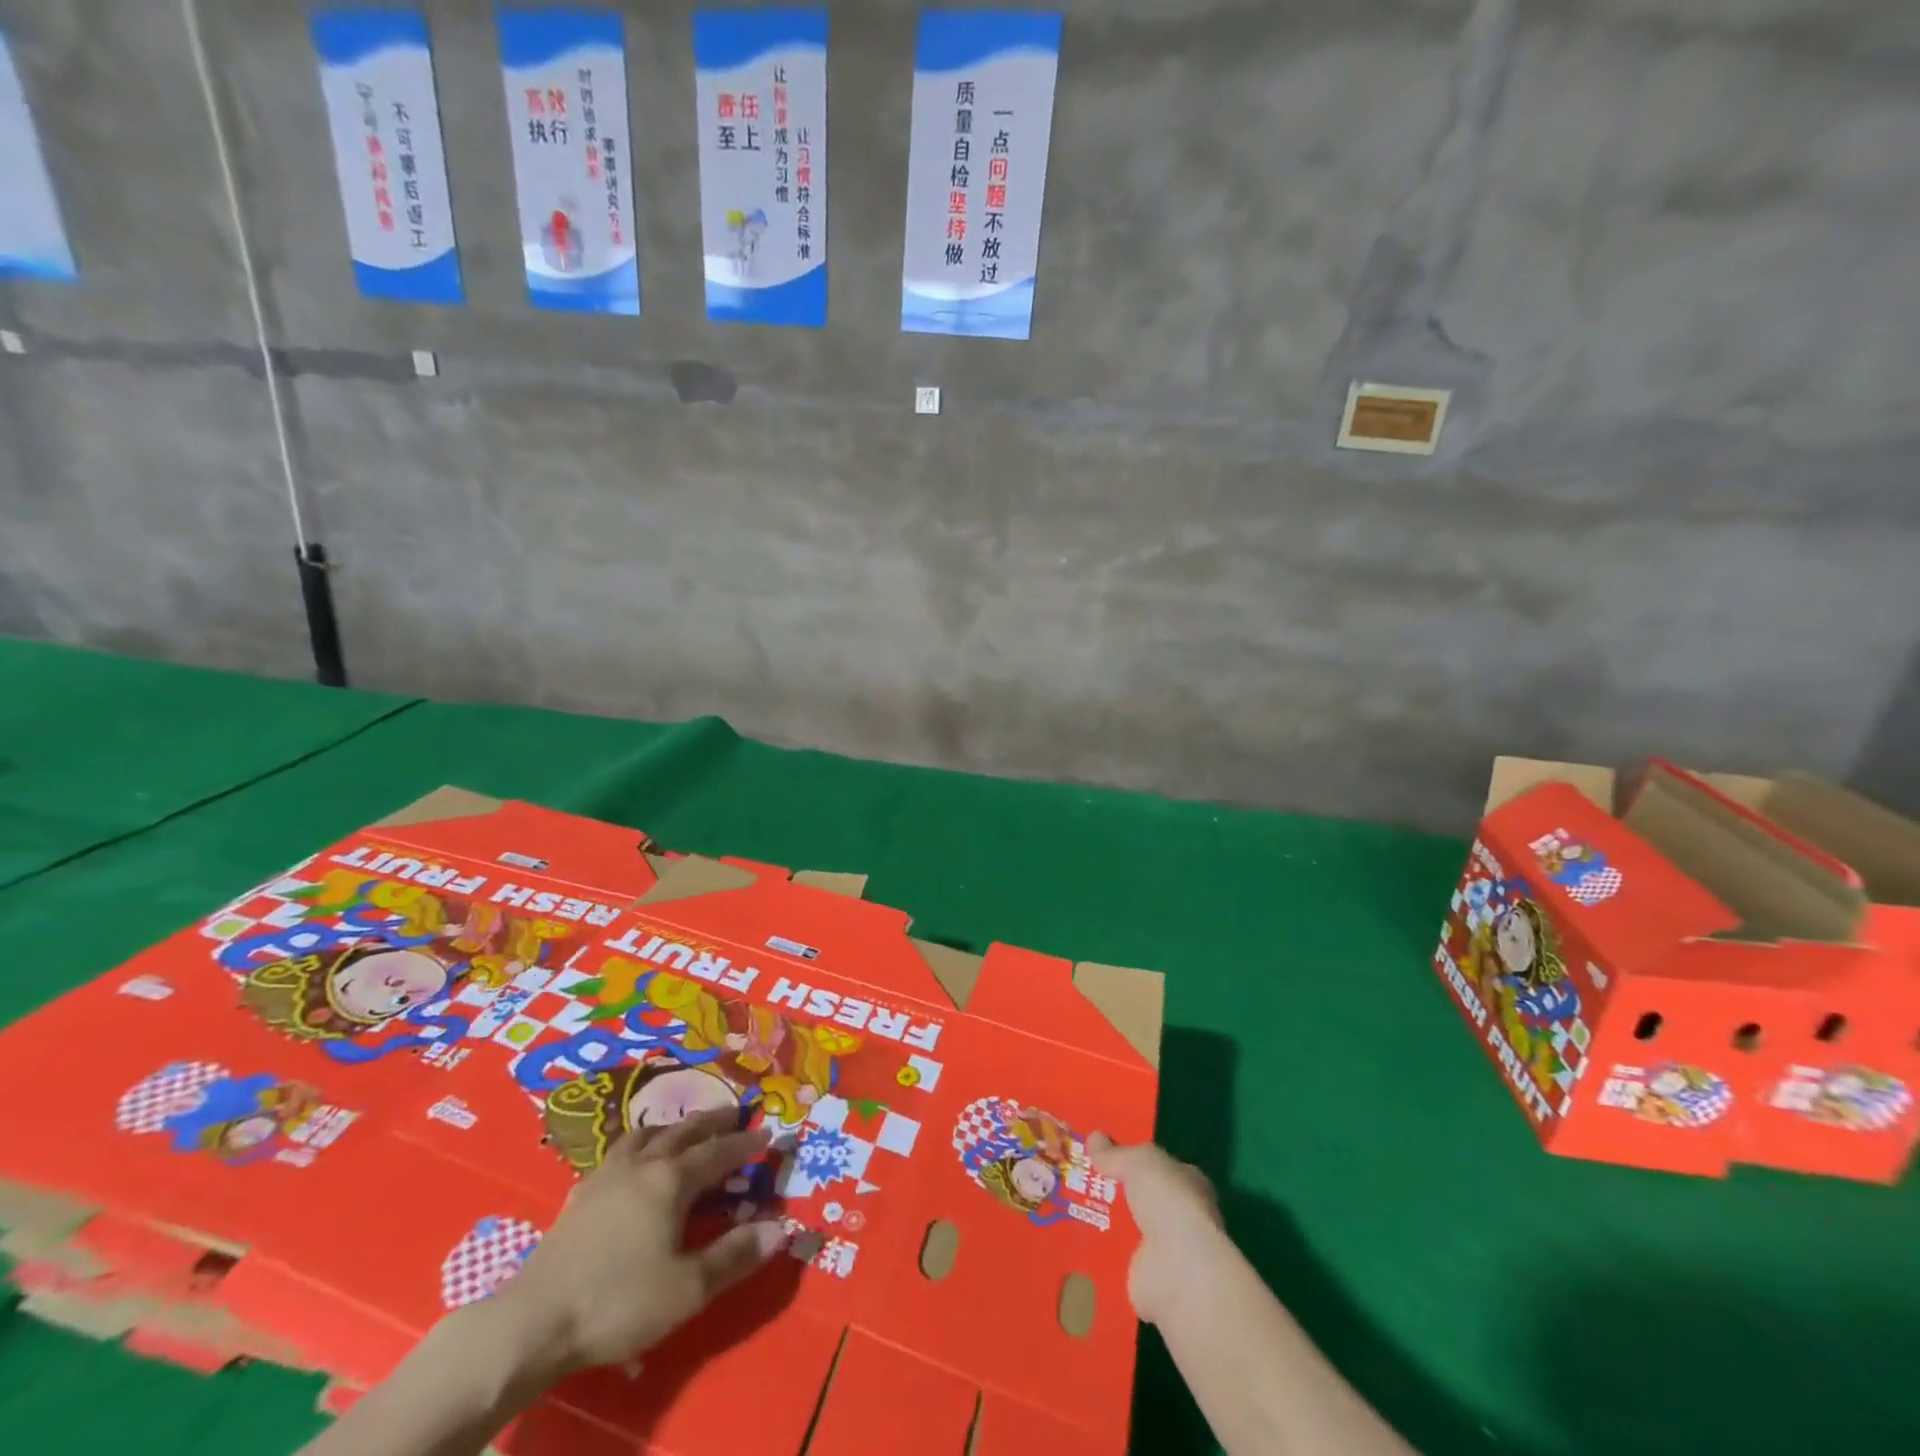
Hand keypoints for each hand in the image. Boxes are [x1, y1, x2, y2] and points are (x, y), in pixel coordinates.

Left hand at [494, 1107, 787, 1374]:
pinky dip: (637, 1144)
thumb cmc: (618, 1301)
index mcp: (672, 1180)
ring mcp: (607, 1176)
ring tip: (681, 1128)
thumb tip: (781, 1227)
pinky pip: (617, 1152)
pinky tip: (632, 1160)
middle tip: (734, 1112)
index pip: (718, 1152)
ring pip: (646, 1135)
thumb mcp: (687, 1288)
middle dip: (712, 1121)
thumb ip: (734, 1255)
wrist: (534, 1320)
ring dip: (671, 1127)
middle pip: (683, 1131)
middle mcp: (643, 1165)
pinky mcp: (580, 1195)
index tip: (767, 1133)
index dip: (745, 1143)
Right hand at [1089, 1133, 1224, 1324]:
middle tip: (1077, 1177)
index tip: (1101, 1152)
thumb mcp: (1139, 1162)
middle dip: (1114, 1190)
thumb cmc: (1168, 1202)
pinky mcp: (1145, 1277)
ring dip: (1103, 1221)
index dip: (1133, 1158)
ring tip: (1065, 1205)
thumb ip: (1116, 1153)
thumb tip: (1093, 1138)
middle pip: (1140, 1197)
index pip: (1159, 1166)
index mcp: (1188, 1182)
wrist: (1177, 1268)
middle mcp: (1180, 1215)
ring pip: (1127, 1227)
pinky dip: (1098, 1252)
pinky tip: (1071, 1240)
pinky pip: (1116, 1258)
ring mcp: (1164, 1249)